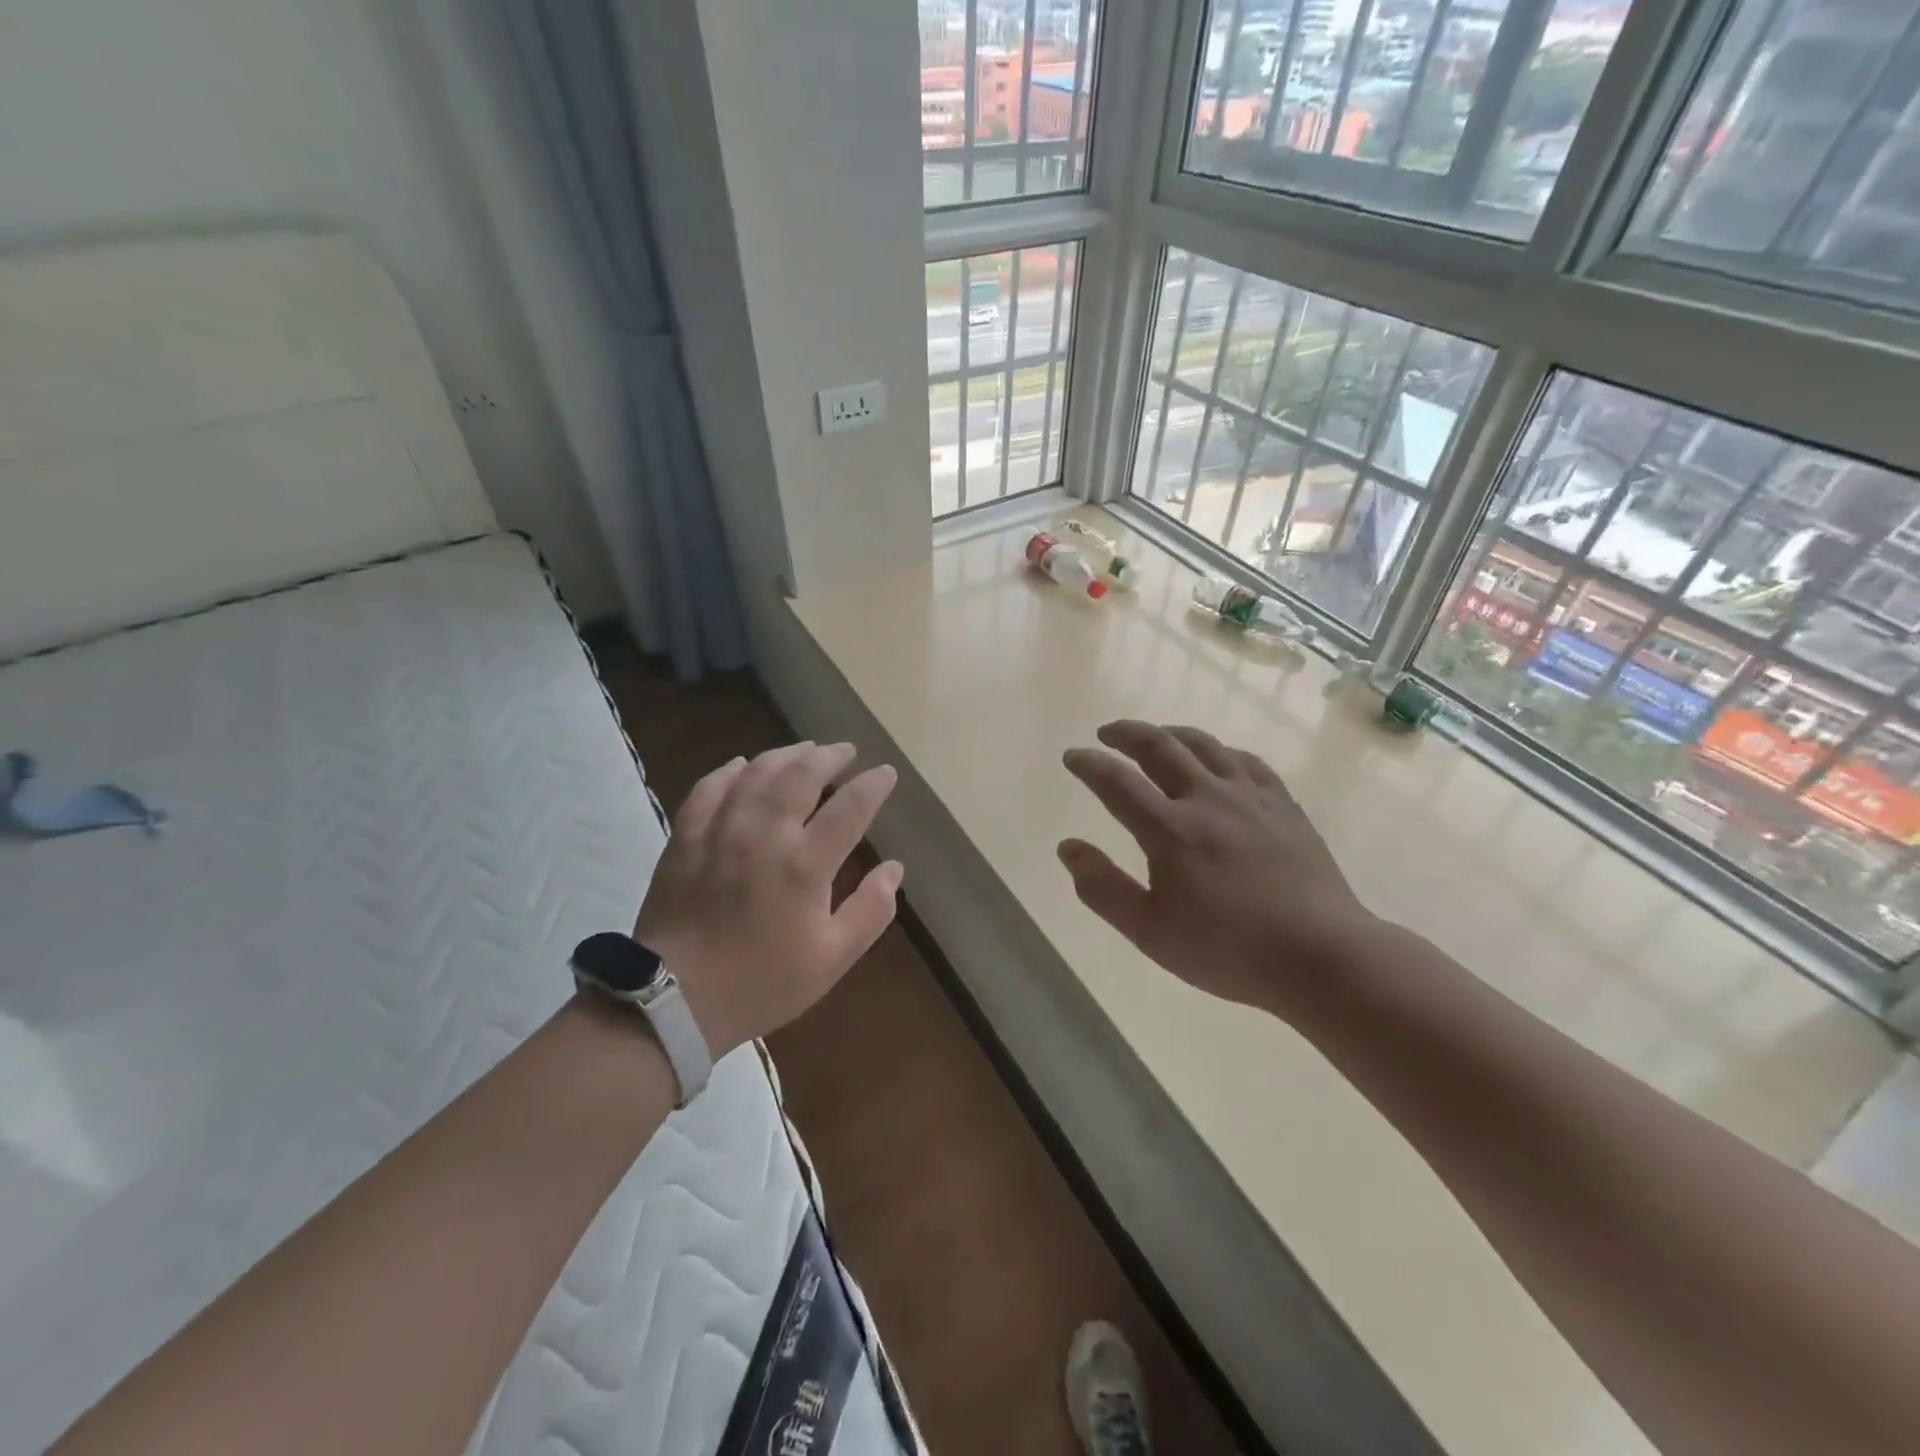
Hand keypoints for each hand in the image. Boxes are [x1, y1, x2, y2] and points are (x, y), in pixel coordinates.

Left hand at [635, 742, 901, 1058]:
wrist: (673, 1001)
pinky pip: (709, 787)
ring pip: (757, 772)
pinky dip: (730, 770)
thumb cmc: (761, 982)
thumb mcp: (832, 959)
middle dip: (830, 757)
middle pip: (802, 774)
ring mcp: (720, 830)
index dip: (873, 785)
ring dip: (786, 754)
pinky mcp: (685, 836)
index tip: (885, 773)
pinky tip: (742, 765)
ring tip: (805, 750)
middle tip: (846, 751)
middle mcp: (764, 833)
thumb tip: (894, 868)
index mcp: (805, 864)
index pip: (850, 807)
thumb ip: (871, 910)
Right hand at [1059, 721, 1376, 1015]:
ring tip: (1155, 736)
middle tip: (1107, 733)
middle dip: (1126, 733)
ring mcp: (1250, 797)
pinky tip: (1217, 759)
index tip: (1072, 756)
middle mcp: (1206, 799)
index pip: (1116, 782)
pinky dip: (1220, 751)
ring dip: (1170, 733)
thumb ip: (1103, 888)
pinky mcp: (1283, 804)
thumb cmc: (1229, 950)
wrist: (1321, 955)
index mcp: (1170, 830)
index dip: (1089, 764)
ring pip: (1204, 745)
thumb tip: (1067, 847)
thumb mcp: (1150, 932)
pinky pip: (1246, 760)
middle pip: (1159, 746)